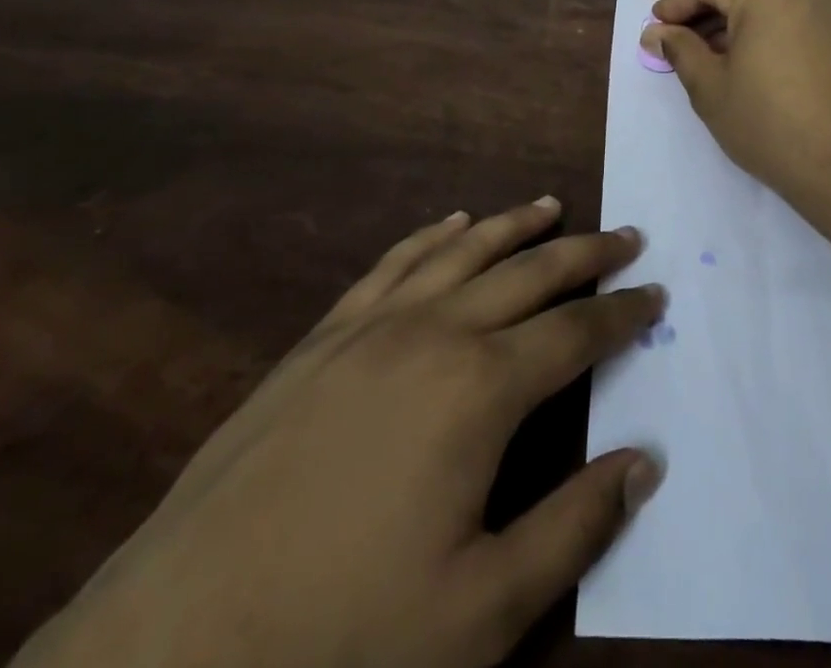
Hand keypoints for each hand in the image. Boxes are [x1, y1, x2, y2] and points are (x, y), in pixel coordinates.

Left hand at [13, 198, 665, 667]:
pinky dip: (435, 236)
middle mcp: (436, 331)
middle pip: (531, 272)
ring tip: (554, 207)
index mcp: (481, 388)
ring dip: (517, 226)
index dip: (624, 314)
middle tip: (627, 237)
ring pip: (466, 251)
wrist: (173, 645)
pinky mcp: (325, 334)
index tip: (657, 297)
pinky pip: (396, 262)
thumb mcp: (482, 610)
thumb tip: (646, 460)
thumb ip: (575, 528)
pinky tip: (455, 223)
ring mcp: (374, 324)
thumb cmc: (342, 636)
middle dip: (587, 253)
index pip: (577, 333)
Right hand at [643, 0, 830, 246]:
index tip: (665, 38)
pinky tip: (754, 75)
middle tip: (683, 57)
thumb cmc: (773, 127)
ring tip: (717, 70)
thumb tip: (657, 32)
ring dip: (730, 26)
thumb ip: (680, 50)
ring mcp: (826, 10)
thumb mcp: (712, 90)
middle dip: (701, 14)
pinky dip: (761, 35)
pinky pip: (787, 19)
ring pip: (761, 2)